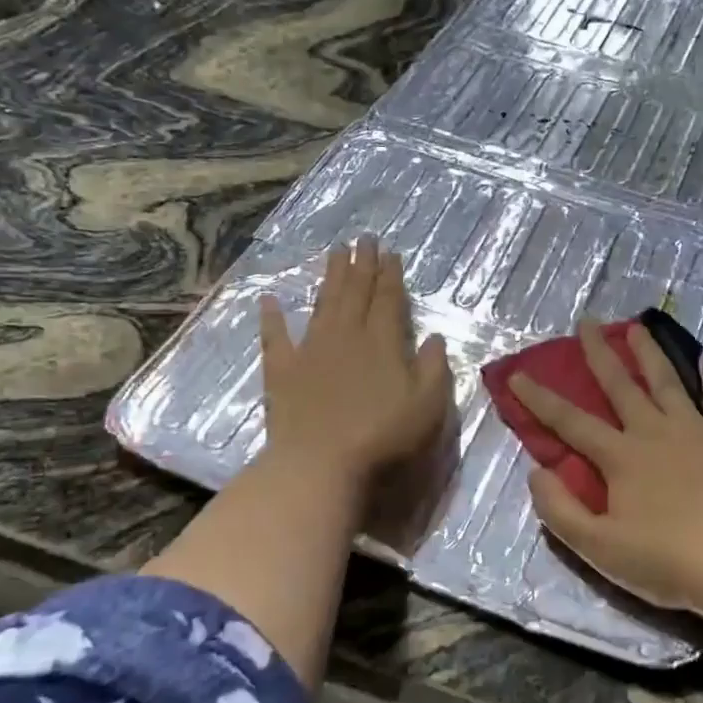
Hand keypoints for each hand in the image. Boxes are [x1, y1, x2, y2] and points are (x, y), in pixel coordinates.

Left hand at [259, 237, 453, 497]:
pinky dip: (271, 317)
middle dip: (361, 264)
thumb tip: (433, 337)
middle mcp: (346, 335)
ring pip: (323, 304)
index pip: (388, 299)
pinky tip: (269, 299)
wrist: (320, 464)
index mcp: (382, 342)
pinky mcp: (282, 371)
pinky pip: (275, 337)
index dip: (390, 274)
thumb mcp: (428, 406)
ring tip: (334, 252)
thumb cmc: (383, 437)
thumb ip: (434, 368)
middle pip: (355, 292)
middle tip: (363, 238)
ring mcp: (310, 350)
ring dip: (330, 277)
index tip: (390, 252)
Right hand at [511, 321, 702, 614]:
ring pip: (667, 381)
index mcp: (620, 457)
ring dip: (649, 352)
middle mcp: (654, 431)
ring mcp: (695, 431)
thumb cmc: (666, 561)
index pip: (570, 421)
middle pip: (620, 385)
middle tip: (586, 322)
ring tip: (638, 326)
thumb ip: (561, 510)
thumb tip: (537, 472)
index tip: (518, 375)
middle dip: (599, 353)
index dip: (540, 399)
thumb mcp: (599, 548)